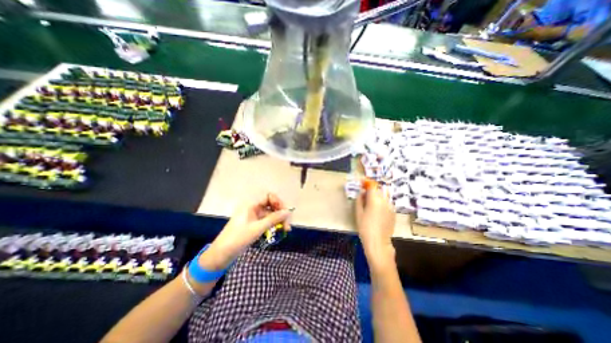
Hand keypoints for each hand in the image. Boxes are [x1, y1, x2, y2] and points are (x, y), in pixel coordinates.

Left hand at [197, 194, 289, 271]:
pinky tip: (279, 231)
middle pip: (271, 204)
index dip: (278, 202)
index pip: (269, 196)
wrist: (221, 255)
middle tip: (287, 224)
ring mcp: (254, 216)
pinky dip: (274, 224)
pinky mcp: (254, 223)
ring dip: (279, 220)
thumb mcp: (257, 228)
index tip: (284, 212)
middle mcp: (253, 207)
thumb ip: (273, 219)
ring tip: (285, 230)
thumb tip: (288, 212)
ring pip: (270, 213)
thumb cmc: (238, 239)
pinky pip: (267, 220)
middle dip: (280, 212)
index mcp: (251, 204)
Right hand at [353, 186, 396, 260]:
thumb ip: (360, 200)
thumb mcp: (358, 213)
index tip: (362, 183)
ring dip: (377, 196)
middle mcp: (385, 201)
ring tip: (370, 204)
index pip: (372, 185)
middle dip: (372, 190)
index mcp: (375, 200)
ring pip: (384, 196)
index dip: (367, 183)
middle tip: (364, 195)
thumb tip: (362, 192)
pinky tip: (377, 211)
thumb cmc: (365, 227)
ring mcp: (391, 207)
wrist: (378, 242)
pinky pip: (387, 203)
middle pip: (379, 190)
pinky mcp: (393, 213)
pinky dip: (382, 202)